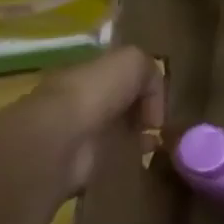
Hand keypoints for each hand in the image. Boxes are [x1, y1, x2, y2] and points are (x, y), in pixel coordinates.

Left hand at [18, 46, 166, 195]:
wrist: (64, 139)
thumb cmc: (96, 93)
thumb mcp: (132, 62)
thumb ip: (149, 71)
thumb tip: (153, 100)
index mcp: (87, 73)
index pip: (120, 74)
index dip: (144, 84)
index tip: (160, 98)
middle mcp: (83, 100)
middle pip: (121, 102)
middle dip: (143, 110)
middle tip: (160, 122)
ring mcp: (83, 132)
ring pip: (120, 129)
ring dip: (140, 135)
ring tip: (158, 141)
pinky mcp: (85, 162)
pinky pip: (115, 156)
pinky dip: (132, 157)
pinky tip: (144, 156)